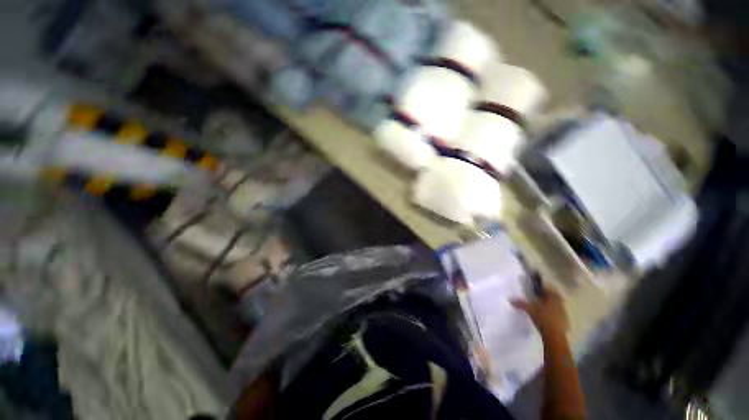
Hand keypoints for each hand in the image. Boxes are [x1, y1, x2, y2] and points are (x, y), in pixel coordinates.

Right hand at [511, 287, 568, 336]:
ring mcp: (563, 313)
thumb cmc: (543, 320)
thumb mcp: (530, 310)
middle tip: (539, 296)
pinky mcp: (564, 321)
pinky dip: (553, 312)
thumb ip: (521, 304)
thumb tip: (510, 299)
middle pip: (554, 296)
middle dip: (547, 296)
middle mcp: (559, 304)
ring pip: (557, 305)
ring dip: (551, 304)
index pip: (548, 289)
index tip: (536, 288)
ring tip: (542, 306)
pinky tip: (547, 316)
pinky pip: (559, 313)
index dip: (543, 288)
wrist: (555, 337)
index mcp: (552, 298)